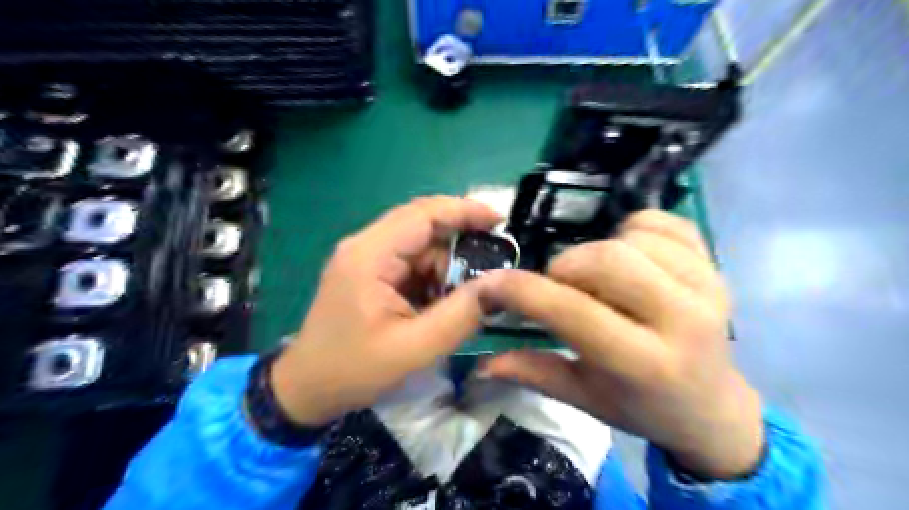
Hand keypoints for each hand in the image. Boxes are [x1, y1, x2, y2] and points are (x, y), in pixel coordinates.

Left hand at [270, 197, 499, 428]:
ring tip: (464, 297)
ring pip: (420, 246)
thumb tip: (499, 285)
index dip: (464, 211)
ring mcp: (366, 258)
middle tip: (493, 267)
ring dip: (446, 267)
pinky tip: (440, 301)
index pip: (423, 214)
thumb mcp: (413, 349)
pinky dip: (433, 278)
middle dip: (460, 245)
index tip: (500, 221)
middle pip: (423, 226)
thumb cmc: (353, 370)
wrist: (306, 389)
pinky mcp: (370, 272)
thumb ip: (460, 316)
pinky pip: (411, 263)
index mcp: (370, 255)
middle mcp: (365, 246)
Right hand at [478, 209, 761, 478]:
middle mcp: (682, 320)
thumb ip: (533, 373)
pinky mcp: (715, 265)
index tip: (492, 284)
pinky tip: (629, 258)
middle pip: (606, 260)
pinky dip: (632, 231)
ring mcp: (707, 286)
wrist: (712, 407)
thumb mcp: (584, 399)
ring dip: (599, 251)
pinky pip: (662, 222)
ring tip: (598, 280)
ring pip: (631, 236)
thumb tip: (481, 362)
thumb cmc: (641, 407)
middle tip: (560, 288)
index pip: (573, 312)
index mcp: (645, 363)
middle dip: (565, 267)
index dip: (523, 291)